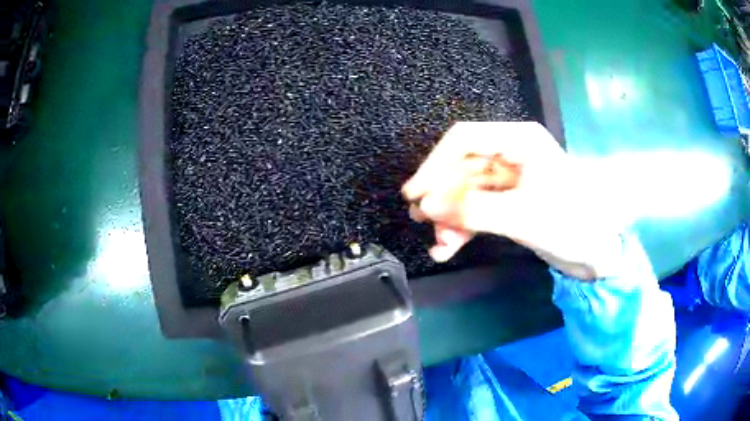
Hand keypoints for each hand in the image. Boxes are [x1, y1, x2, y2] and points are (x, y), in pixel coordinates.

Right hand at [402, 122, 623, 279]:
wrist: (598, 252)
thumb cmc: (570, 224)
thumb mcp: (521, 215)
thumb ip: (472, 209)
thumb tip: (425, 205)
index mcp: (519, 140)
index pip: (464, 140)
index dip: (434, 165)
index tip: (415, 193)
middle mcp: (512, 153)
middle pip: (462, 167)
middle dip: (442, 196)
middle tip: (420, 220)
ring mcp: (510, 179)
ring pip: (467, 191)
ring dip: (450, 216)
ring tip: (438, 243)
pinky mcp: (511, 201)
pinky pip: (478, 208)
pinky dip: (463, 226)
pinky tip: (449, 247)